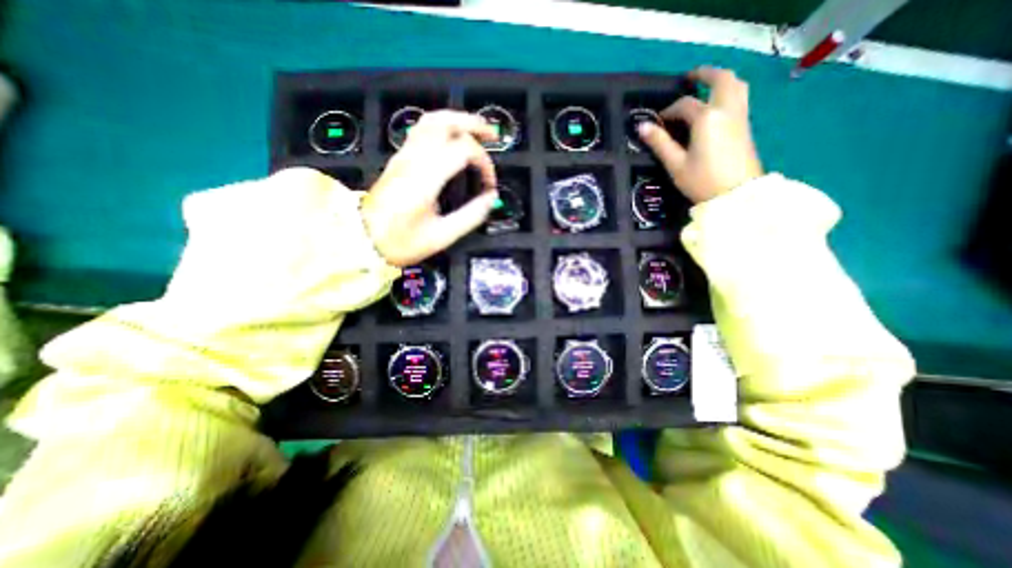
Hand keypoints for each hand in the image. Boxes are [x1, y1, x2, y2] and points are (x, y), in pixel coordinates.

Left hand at [362, 114, 498, 268]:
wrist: (363, 239)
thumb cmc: (400, 241)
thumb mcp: (441, 236)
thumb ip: (470, 216)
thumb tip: (490, 199)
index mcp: (425, 179)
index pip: (463, 150)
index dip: (484, 162)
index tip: (489, 183)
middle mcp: (413, 160)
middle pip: (445, 122)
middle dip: (473, 124)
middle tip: (491, 135)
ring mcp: (403, 156)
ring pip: (430, 121)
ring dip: (457, 120)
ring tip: (475, 131)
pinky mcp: (398, 159)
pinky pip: (421, 130)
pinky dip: (442, 127)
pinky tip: (451, 138)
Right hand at [635, 67, 763, 203]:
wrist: (736, 194)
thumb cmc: (702, 181)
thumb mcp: (675, 164)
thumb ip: (660, 143)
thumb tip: (642, 127)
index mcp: (706, 118)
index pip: (685, 105)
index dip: (669, 110)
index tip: (658, 121)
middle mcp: (726, 110)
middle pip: (720, 80)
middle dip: (705, 74)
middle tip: (690, 77)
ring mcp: (740, 116)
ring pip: (736, 85)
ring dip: (721, 79)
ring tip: (707, 84)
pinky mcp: (746, 126)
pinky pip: (740, 97)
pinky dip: (729, 91)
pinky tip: (718, 104)